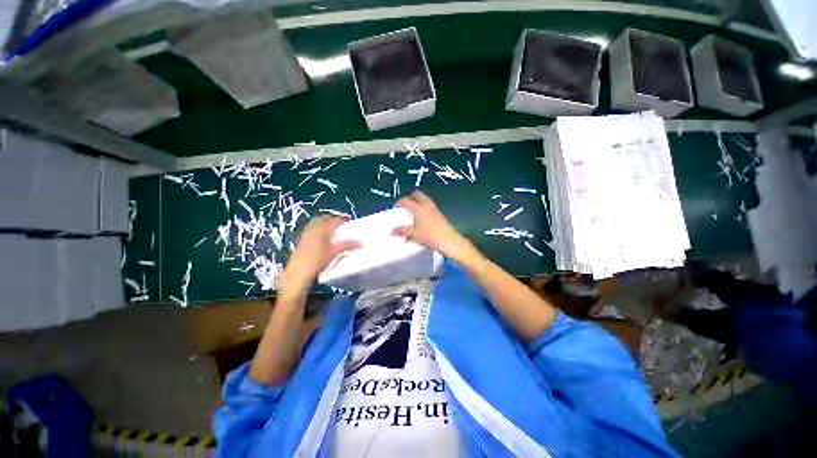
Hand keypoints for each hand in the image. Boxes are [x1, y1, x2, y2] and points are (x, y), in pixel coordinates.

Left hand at [281, 216, 360, 295]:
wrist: (298, 271)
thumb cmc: (318, 260)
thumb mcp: (334, 252)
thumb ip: (347, 245)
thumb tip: (360, 243)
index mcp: (323, 228)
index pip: (335, 220)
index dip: (343, 220)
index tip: (349, 222)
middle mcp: (313, 227)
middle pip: (324, 218)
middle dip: (332, 220)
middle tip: (340, 225)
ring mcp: (306, 233)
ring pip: (316, 222)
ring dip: (324, 224)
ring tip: (331, 231)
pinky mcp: (301, 239)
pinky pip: (311, 228)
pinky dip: (318, 229)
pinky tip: (321, 238)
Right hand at [392, 191, 472, 259]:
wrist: (449, 241)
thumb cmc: (430, 236)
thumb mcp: (414, 234)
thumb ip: (402, 231)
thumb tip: (391, 231)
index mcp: (419, 208)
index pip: (407, 201)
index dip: (400, 202)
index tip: (396, 207)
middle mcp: (427, 205)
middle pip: (418, 195)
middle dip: (410, 198)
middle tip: (405, 206)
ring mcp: (434, 209)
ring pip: (424, 200)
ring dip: (418, 203)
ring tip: (412, 213)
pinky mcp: (439, 214)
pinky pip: (429, 207)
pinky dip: (423, 209)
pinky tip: (421, 219)